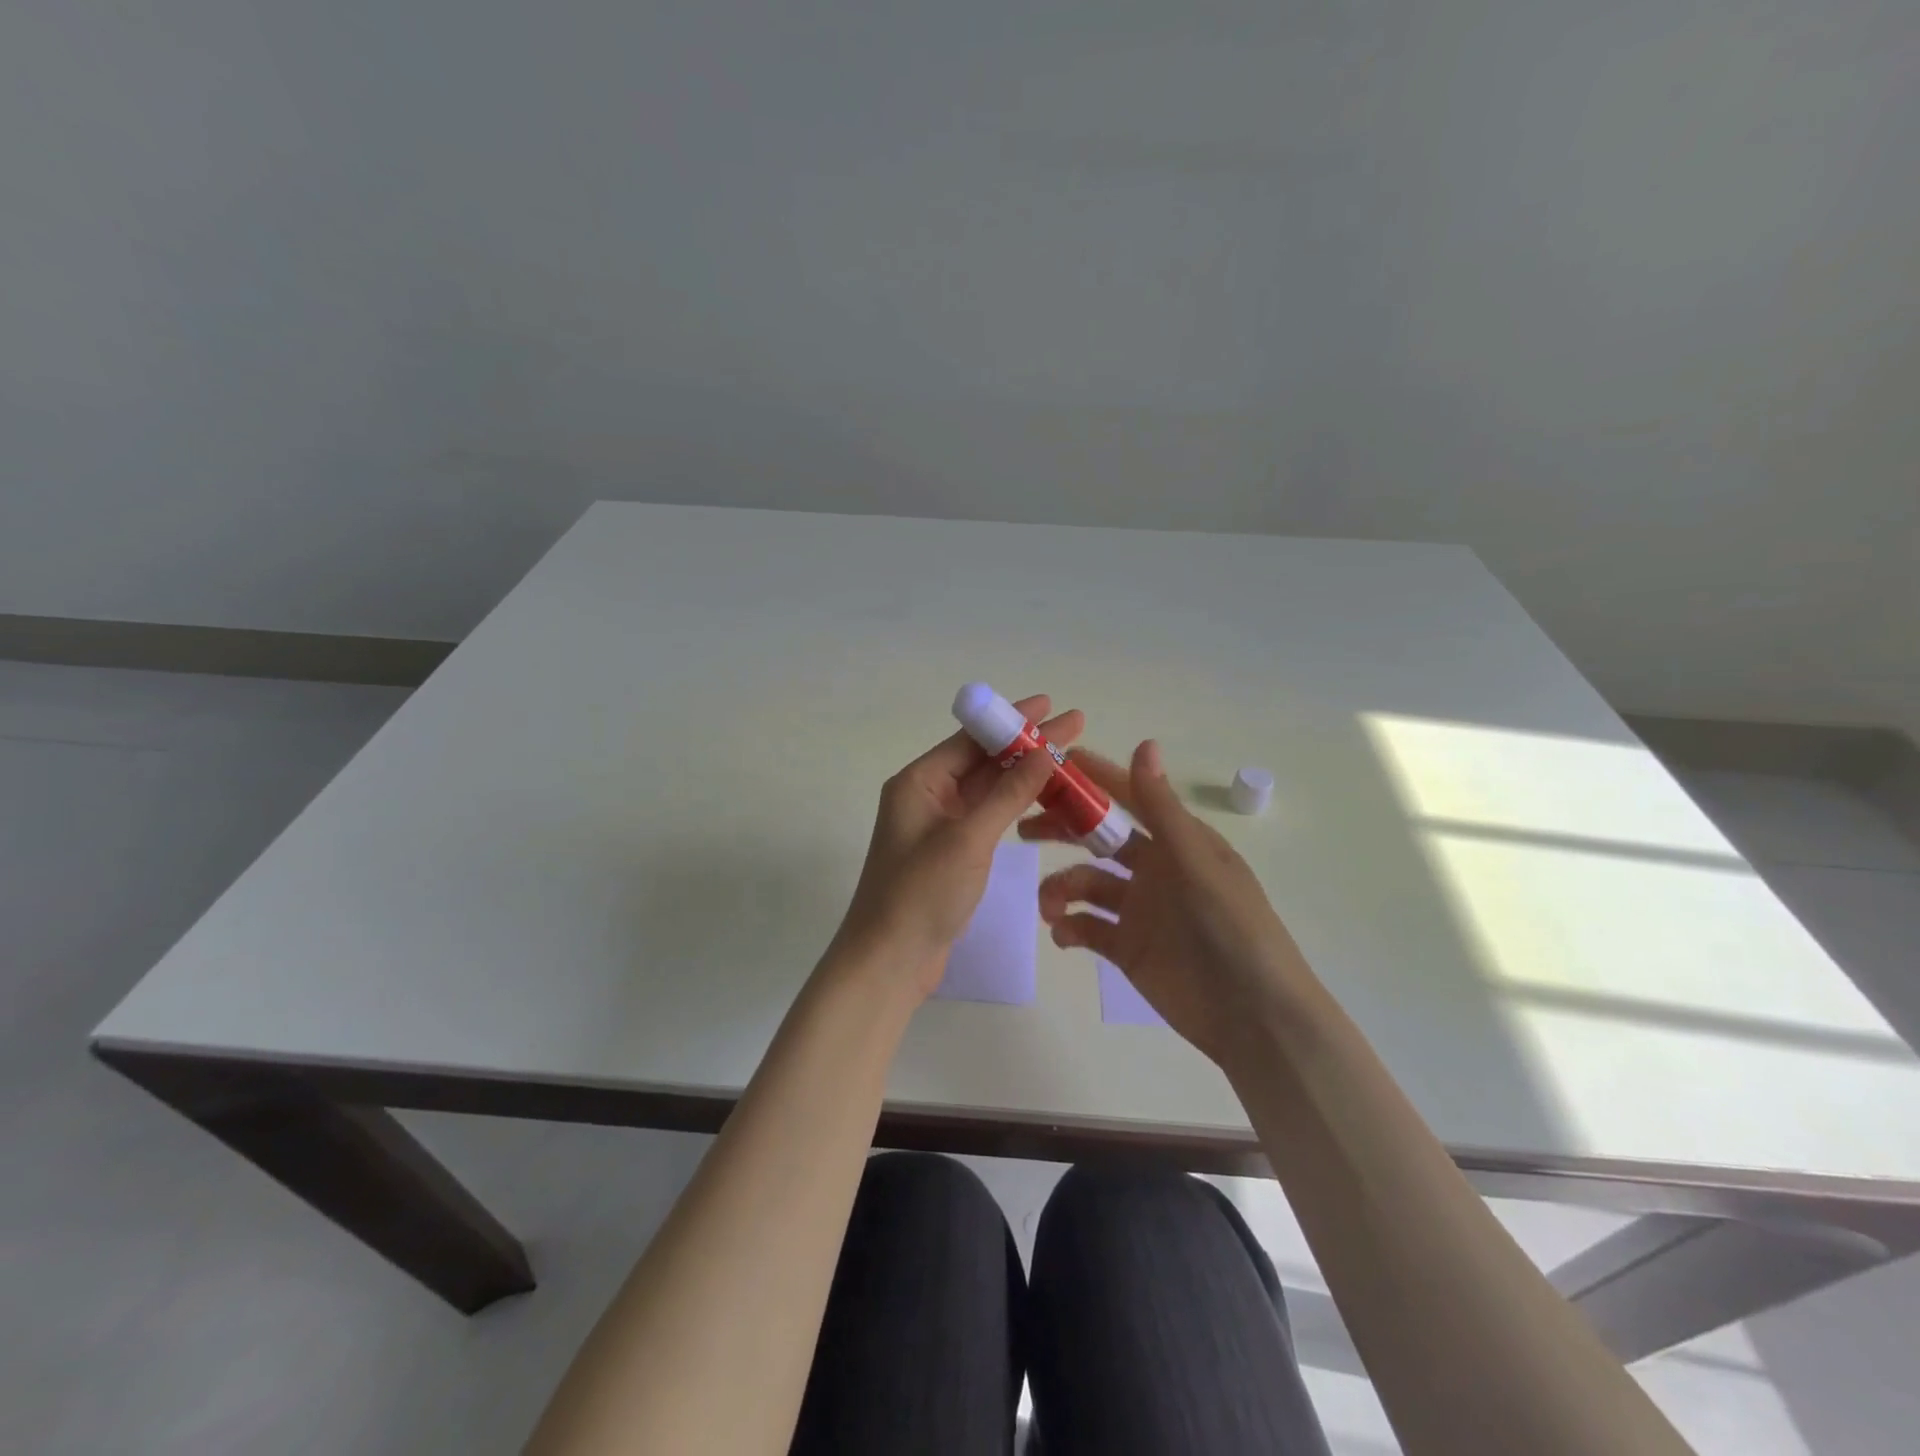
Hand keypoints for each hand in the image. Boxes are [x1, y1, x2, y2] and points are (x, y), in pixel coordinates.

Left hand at [836, 695, 1083, 998]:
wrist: (890, 960)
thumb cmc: (922, 893)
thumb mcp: (968, 838)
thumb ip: (1008, 794)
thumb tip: (1044, 751)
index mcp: (919, 782)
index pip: (971, 739)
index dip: (1012, 720)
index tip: (1050, 704)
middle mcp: (927, 796)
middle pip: (983, 760)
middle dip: (1027, 745)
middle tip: (1074, 726)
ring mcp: (940, 825)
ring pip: (989, 789)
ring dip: (1026, 775)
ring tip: (1069, 759)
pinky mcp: (952, 851)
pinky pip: (989, 816)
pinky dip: (1016, 806)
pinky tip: (1046, 799)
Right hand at [1019, 740, 1314, 1070]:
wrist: (1252, 1018)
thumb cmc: (1231, 929)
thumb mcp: (1196, 863)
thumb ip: (1161, 808)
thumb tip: (1144, 742)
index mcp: (1177, 841)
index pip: (1130, 798)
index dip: (1094, 779)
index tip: (1053, 764)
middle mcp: (1155, 869)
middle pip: (1098, 838)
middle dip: (1063, 830)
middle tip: (1025, 830)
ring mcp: (1139, 910)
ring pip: (1086, 885)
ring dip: (1061, 888)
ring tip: (1050, 907)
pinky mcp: (1127, 947)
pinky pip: (1087, 928)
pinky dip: (1069, 927)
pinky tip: (1063, 934)